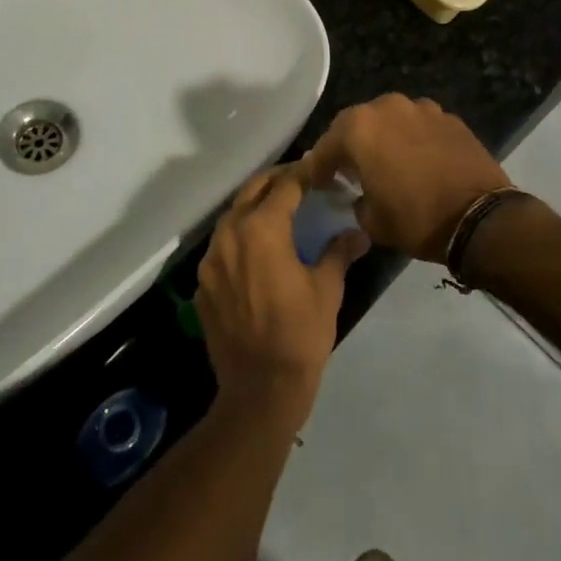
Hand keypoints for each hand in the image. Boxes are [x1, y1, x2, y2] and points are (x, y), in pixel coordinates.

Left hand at [196, 168, 368, 430]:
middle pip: (252, 191)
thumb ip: (339, 252)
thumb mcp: (327, 290)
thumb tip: (358, 231)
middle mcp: (230, 235)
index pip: (284, 186)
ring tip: (279, 210)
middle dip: (276, 181)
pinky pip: (221, 246)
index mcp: (262, 229)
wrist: (259, 391)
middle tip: (300, 181)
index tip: (320, 169)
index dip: (304, 173)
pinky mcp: (202, 284)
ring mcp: (210, 260)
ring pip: (232, 216)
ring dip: (255, 206)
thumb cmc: (300, 335)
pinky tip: (257, 250)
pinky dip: (240, 237)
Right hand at [298, 95, 509, 263]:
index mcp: (359, 128)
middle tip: (348, 169)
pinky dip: (412, 139)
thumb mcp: (372, 220)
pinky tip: (417, 160)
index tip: (317, 183)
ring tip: (386, 161)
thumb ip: (356, 200)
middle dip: (349, 145)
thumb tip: (360, 194)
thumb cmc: (416, 219)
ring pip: (390, 120)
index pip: (326, 147)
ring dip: (383, 137)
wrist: (479, 218)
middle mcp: (387, 107)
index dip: (318, 168)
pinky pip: (419, 125)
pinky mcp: (449, 117)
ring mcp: (421, 108)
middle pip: (356, 124)